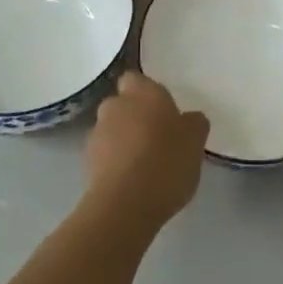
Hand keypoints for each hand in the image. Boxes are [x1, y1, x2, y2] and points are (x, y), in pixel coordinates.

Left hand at [85, 71, 209, 229]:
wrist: (125, 204)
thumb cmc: (166, 162)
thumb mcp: (195, 142)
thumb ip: (194, 123)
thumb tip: (189, 119)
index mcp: (143, 92)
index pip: (135, 78)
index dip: (145, 92)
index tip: (161, 109)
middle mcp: (116, 105)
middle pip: (122, 103)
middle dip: (134, 115)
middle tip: (155, 136)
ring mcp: (97, 133)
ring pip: (111, 128)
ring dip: (123, 139)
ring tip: (143, 163)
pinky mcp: (87, 162)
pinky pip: (104, 154)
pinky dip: (114, 161)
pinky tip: (131, 180)